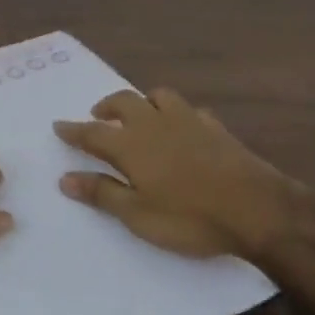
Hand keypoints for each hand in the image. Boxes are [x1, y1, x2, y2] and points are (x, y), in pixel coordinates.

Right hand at [53, 88, 299, 258]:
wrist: (257, 208)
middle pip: (123, 102)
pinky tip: (182, 128)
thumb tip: (65, 178)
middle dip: (106, 106)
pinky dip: (177, 114)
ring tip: (138, 115)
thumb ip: (102, 194)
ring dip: (142, 101)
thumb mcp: (138, 215)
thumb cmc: (190, 218)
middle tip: (98, 115)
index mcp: (131, 144)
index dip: (74, 130)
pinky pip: (190, 110)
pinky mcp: (216, 127)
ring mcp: (188, 121)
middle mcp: (155, 123)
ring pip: (159, 96)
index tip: (58, 125)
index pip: (93, 133)